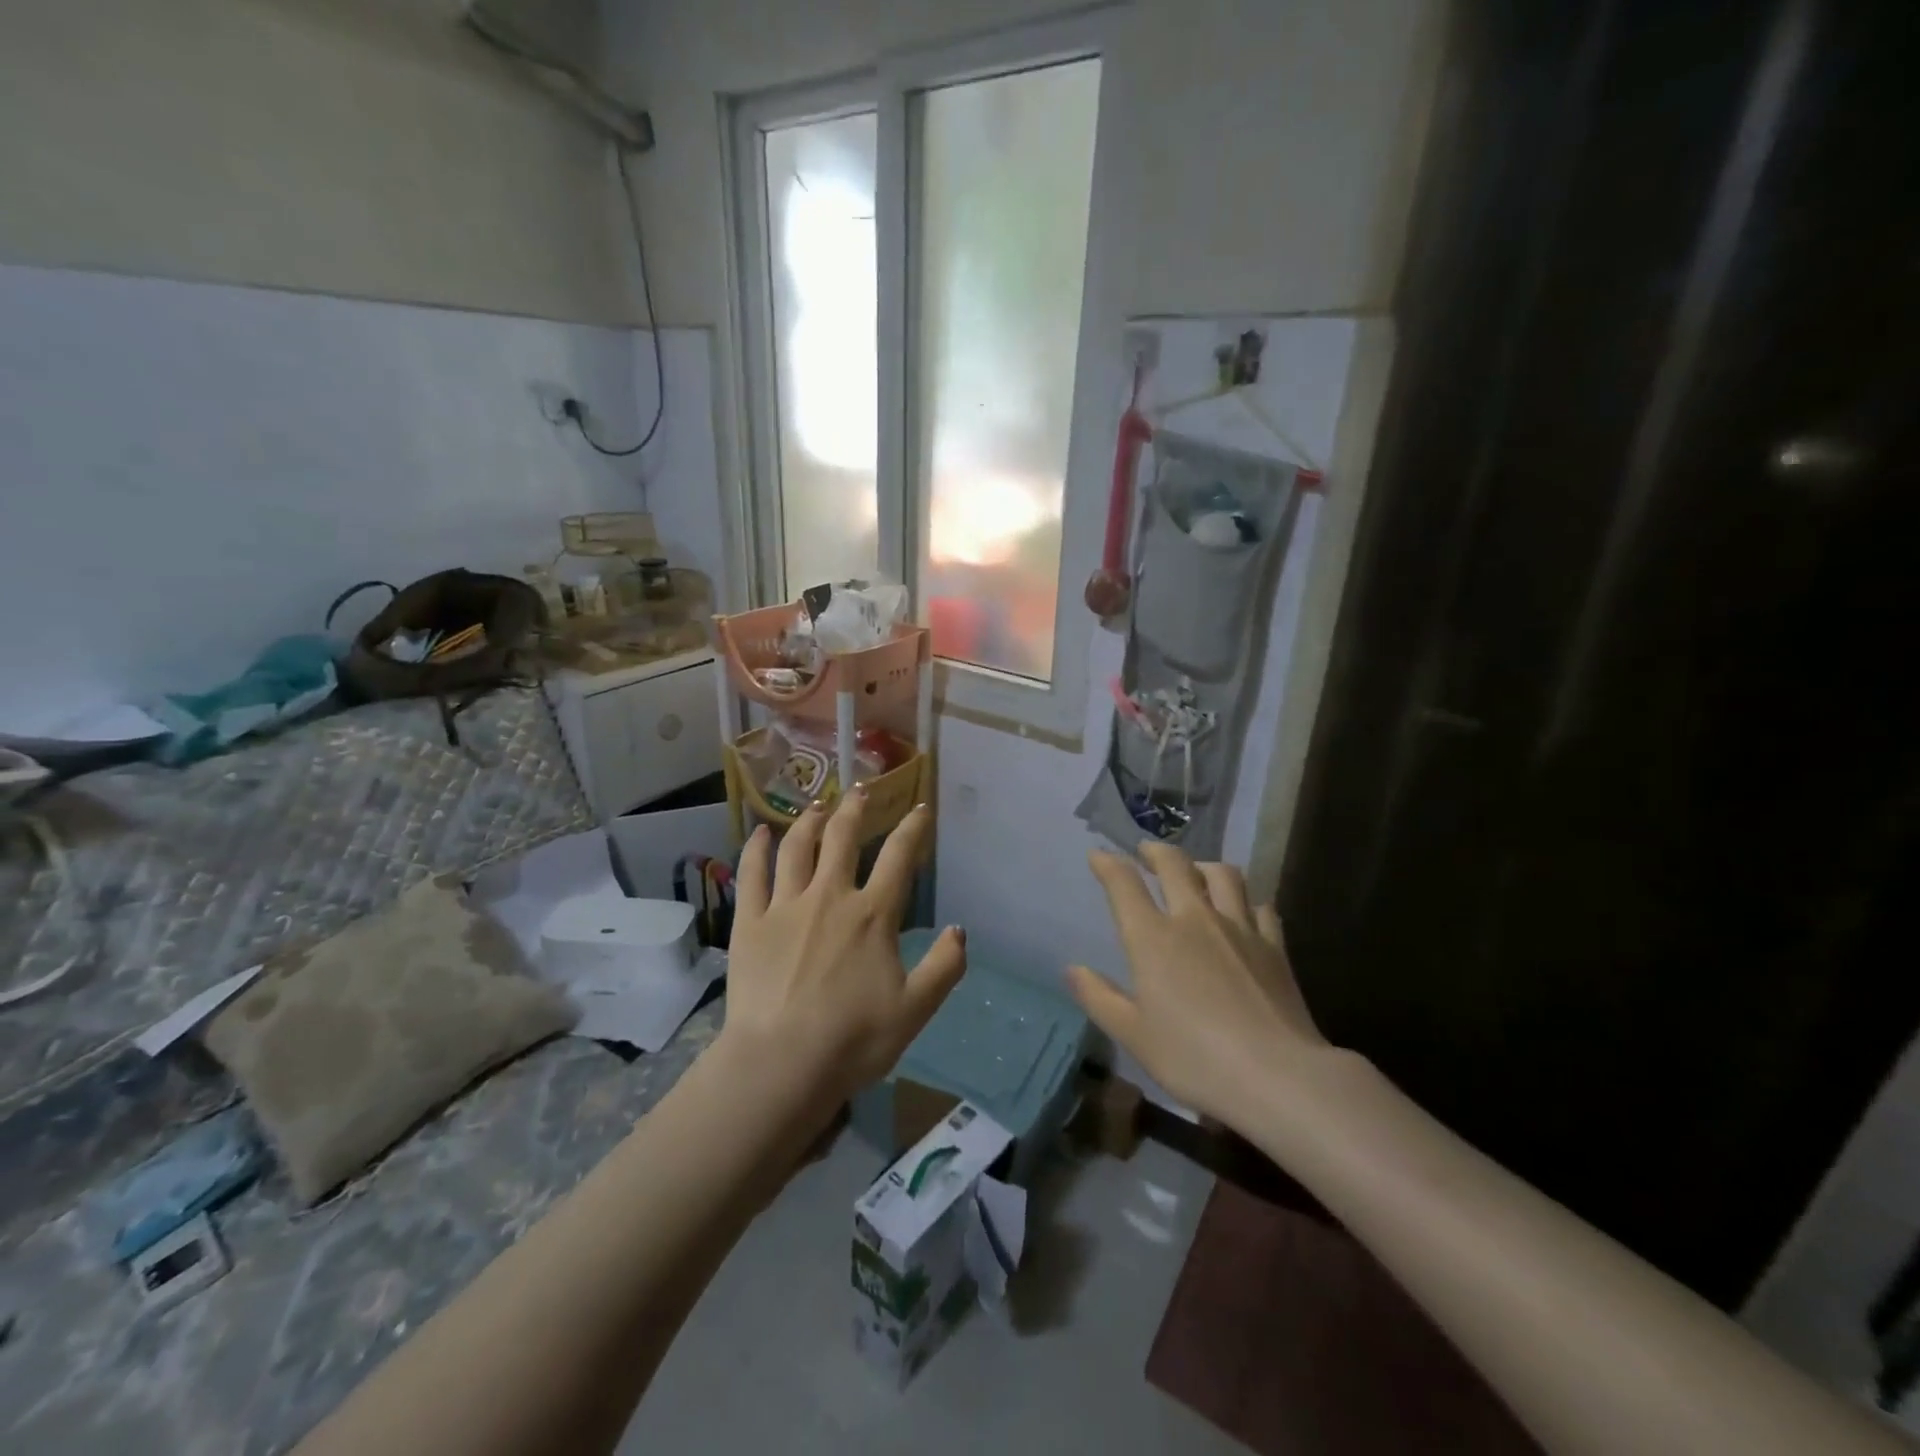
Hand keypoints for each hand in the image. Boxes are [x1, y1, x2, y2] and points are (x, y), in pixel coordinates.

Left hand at [722, 791, 965, 1109]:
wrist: (781, 1064)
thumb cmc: (853, 1039)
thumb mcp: (915, 1009)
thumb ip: (944, 967)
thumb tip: (959, 930)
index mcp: (872, 915)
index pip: (899, 858)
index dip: (912, 828)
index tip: (919, 808)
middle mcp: (830, 897)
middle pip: (843, 839)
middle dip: (855, 809)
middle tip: (861, 788)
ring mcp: (786, 906)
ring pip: (798, 848)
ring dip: (810, 820)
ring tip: (818, 804)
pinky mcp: (750, 922)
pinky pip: (752, 875)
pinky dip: (756, 849)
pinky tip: (760, 832)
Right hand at [1067, 843, 1328, 1130]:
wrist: (1278, 1075)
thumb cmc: (1194, 1058)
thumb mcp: (1133, 1035)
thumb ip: (1099, 998)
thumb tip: (1072, 969)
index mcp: (1153, 938)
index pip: (1124, 884)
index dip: (1107, 863)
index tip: (1098, 855)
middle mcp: (1195, 919)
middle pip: (1175, 865)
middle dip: (1155, 851)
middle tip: (1145, 852)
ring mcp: (1239, 928)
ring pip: (1223, 874)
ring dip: (1203, 865)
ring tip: (1195, 871)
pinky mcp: (1274, 946)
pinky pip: (1260, 907)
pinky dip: (1246, 900)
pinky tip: (1244, 910)